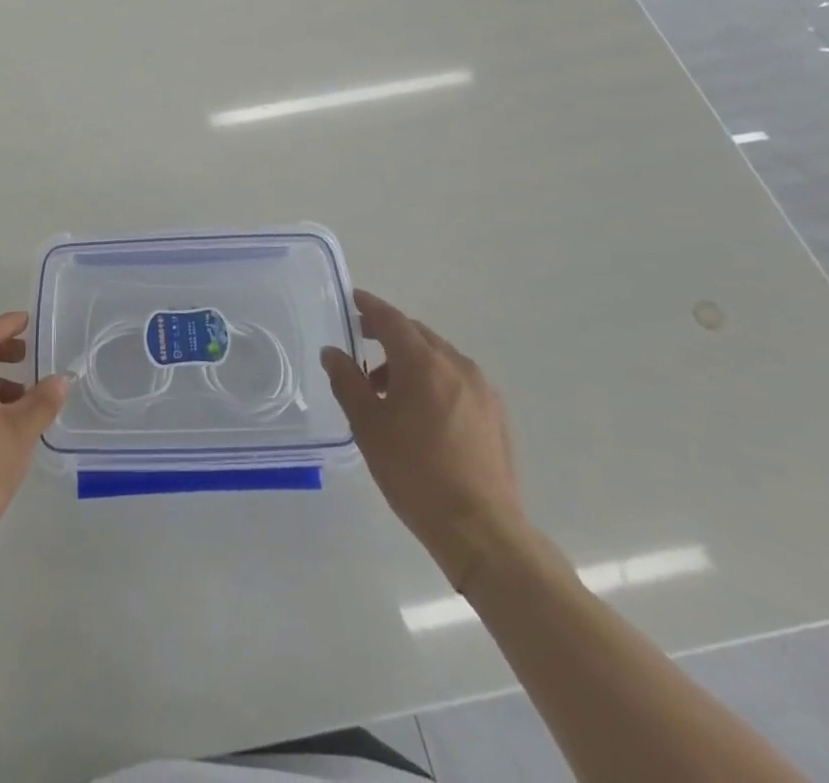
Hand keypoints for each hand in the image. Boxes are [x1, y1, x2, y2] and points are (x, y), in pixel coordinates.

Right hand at [321, 289, 523, 589]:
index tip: (353, 299)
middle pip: (418, 335)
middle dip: (389, 334)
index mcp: (423, 363)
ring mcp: (482, 390)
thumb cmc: (415, 473)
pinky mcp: (496, 415)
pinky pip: (458, 380)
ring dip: (411, 361)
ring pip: (440, 358)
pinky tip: (422, 413)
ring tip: (388, 391)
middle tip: (363, 344)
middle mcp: (457, 366)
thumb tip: (333, 352)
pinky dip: (435, 380)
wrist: (480, 529)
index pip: (392, 320)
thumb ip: (347, 381)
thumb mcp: (368, 426)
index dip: (370, 307)